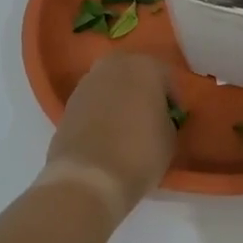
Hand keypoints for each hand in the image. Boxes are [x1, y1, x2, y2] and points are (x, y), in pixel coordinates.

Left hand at [46, 54, 178, 212]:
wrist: (88, 177)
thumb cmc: (140, 153)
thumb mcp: (170, 138)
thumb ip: (167, 119)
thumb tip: (158, 118)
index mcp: (145, 66)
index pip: (167, 77)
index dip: (173, 99)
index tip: (174, 120)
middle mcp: (114, 65)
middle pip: (134, 73)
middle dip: (143, 91)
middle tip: (149, 117)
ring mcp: (87, 82)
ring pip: (111, 85)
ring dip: (119, 99)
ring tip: (126, 128)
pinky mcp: (68, 103)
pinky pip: (93, 102)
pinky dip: (100, 112)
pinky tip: (105, 135)